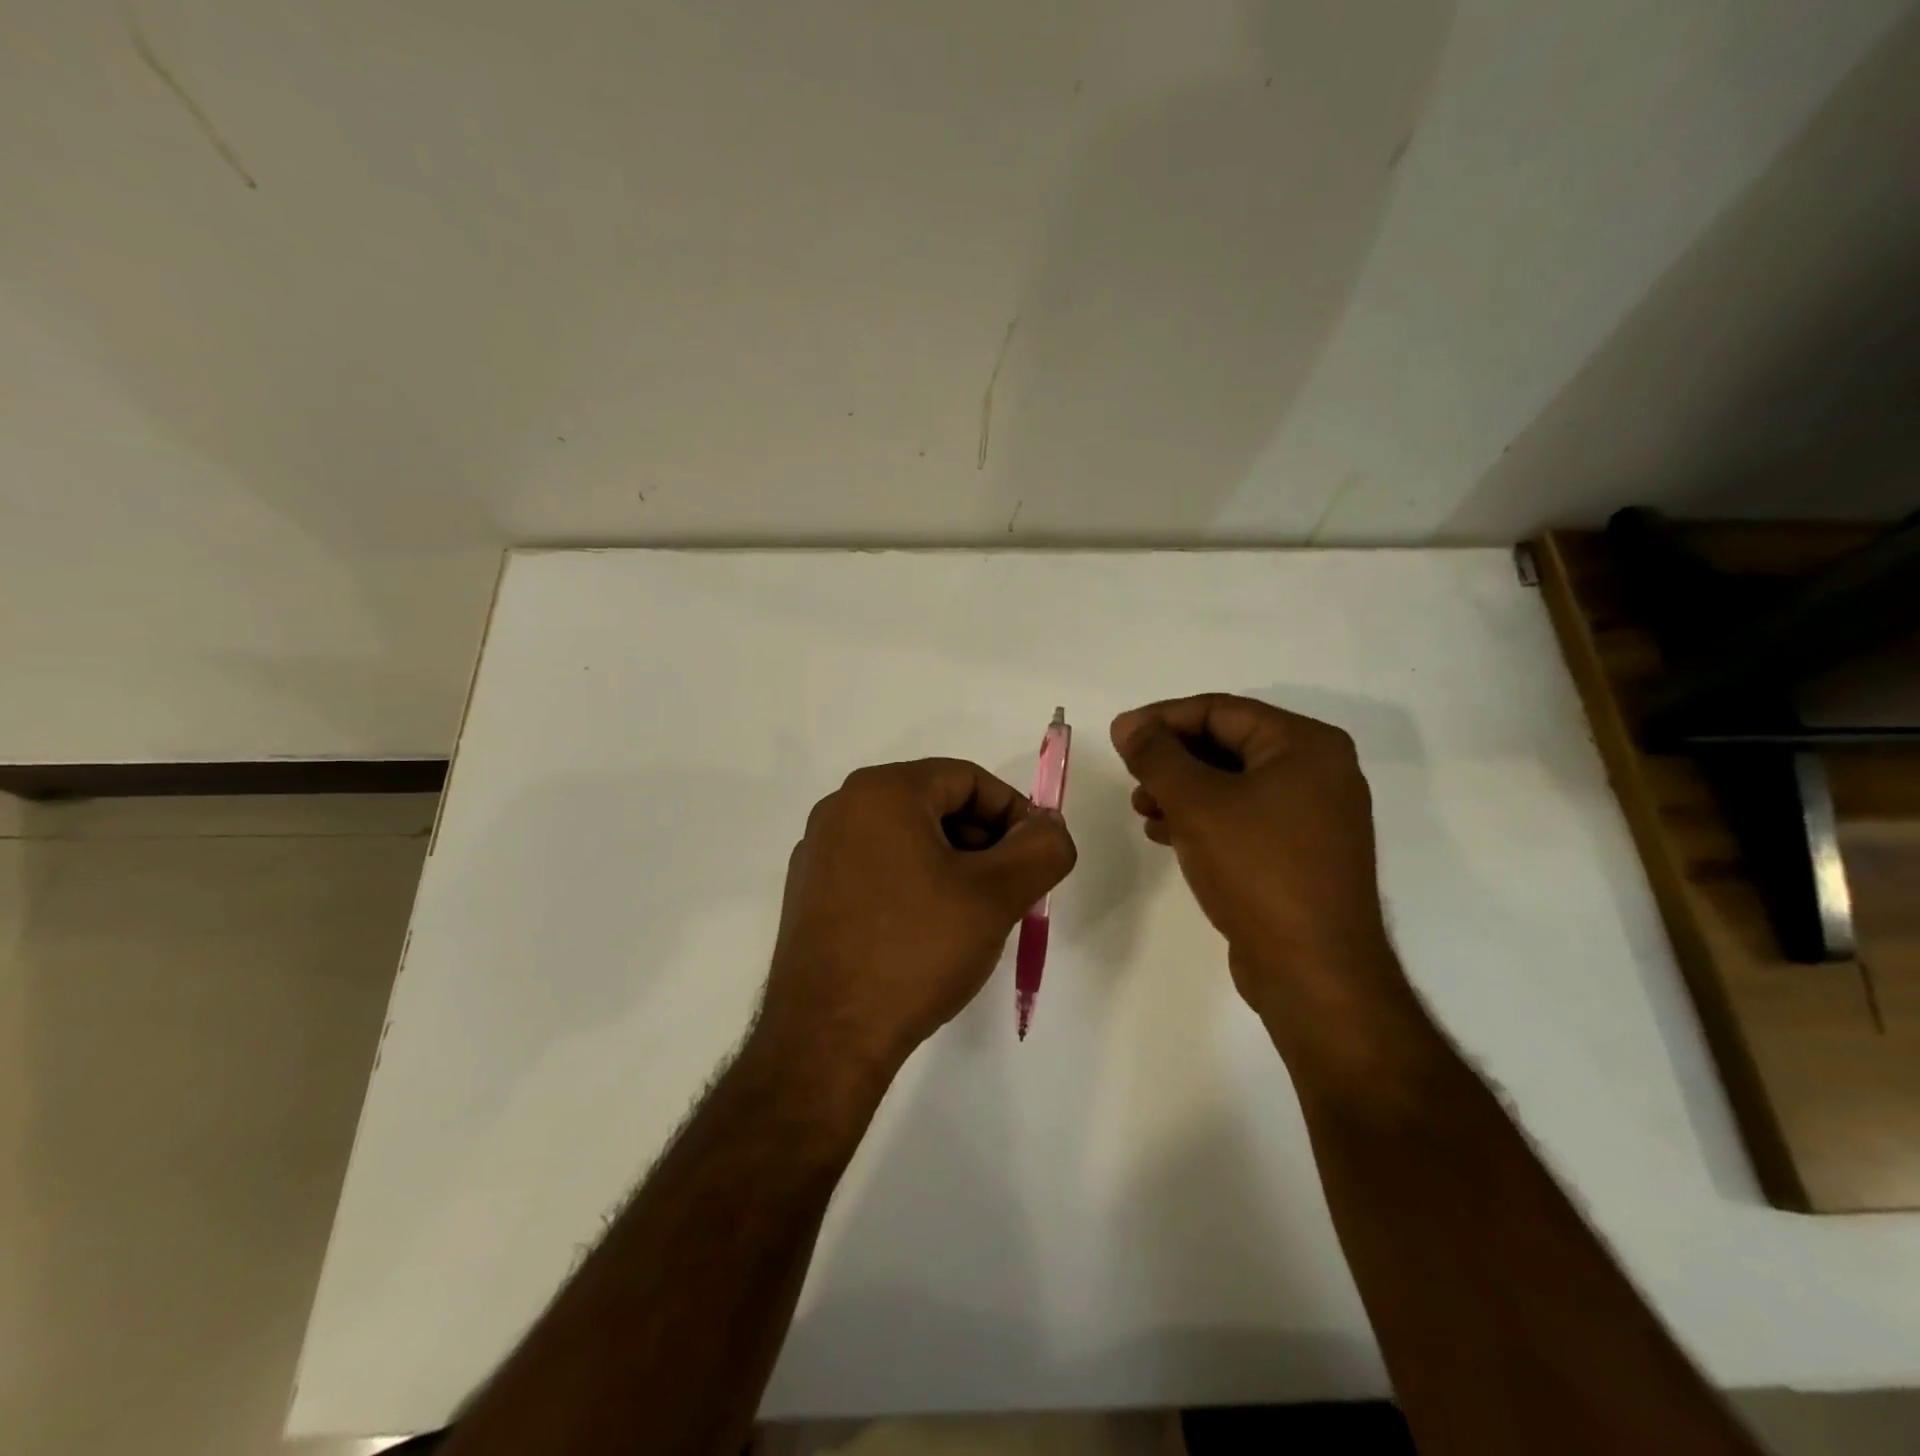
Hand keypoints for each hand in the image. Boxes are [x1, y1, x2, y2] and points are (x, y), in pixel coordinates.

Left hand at [755, 759, 1076, 1088]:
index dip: (1014, 814)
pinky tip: (928, 934)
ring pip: (907, 838)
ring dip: (952, 866)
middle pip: (936, 805)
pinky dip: (914, 884)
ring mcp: (819, 851)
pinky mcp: (809, 892)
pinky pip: (877, 867)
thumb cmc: (915, 951)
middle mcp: (842, 808)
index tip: (1035, 860)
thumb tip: (1049, 826)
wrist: (827, 1038)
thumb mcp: (996, 896)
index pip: (968, 779)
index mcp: (882, 791)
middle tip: (1010, 892)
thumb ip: (1041, 849)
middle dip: (984, 842)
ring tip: (973, 918)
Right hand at [1111, 694, 1402, 1025]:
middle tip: (1131, 775)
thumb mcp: (1196, 802)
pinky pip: (1243, 816)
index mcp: (1305, 745)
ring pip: (1232, 783)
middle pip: (1227, 745)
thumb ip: (1156, 755)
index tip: (1119, 737)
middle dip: (1172, 759)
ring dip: (1181, 790)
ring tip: (1142, 809)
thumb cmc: (1257, 870)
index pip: (1220, 710)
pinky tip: (1166, 834)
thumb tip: (1128, 724)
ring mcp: (1314, 814)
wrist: (1313, 970)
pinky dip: (1203, 818)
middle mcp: (1317, 771)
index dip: (1162, 719)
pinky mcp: (1301, 852)